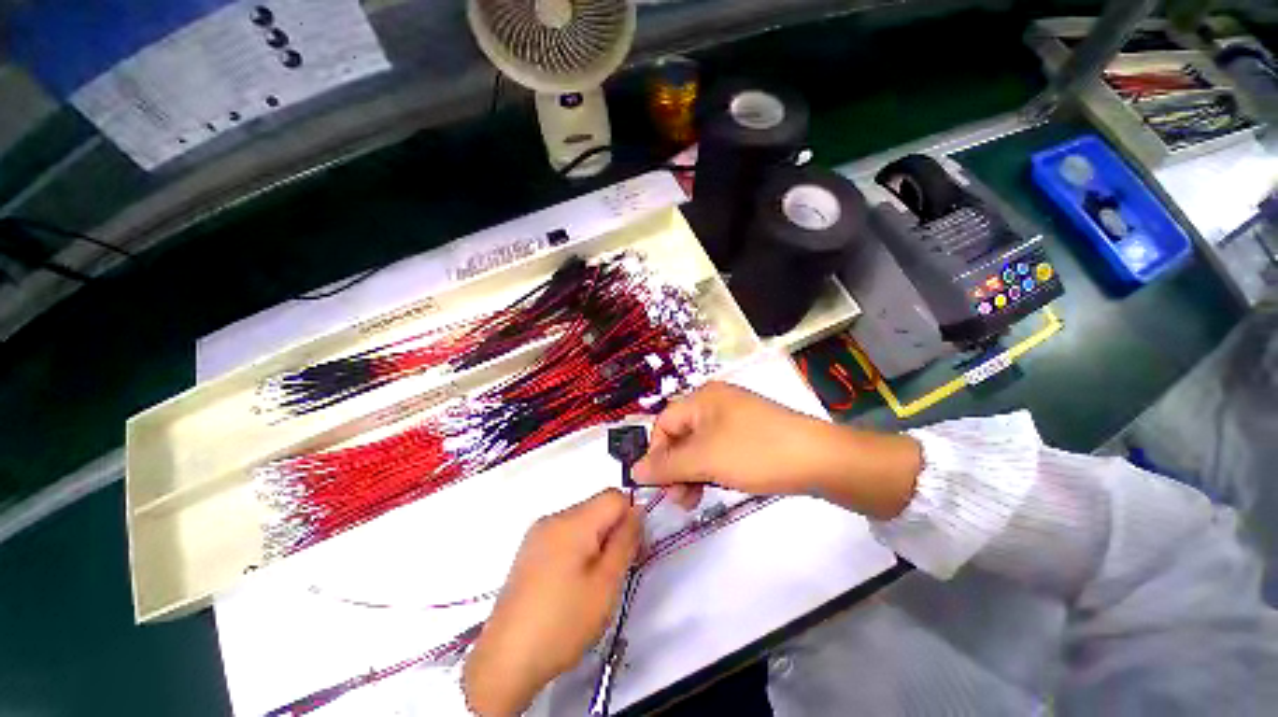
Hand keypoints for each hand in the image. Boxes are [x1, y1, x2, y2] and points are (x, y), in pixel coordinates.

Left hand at [463, 490, 641, 715]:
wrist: (505, 661)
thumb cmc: (563, 622)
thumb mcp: (606, 584)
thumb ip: (626, 540)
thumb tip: (636, 510)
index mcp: (572, 521)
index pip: (614, 496)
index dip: (629, 517)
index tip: (630, 550)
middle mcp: (553, 518)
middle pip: (597, 507)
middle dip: (613, 531)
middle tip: (613, 572)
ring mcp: (537, 533)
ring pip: (582, 522)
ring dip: (596, 541)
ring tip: (592, 582)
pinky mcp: (529, 550)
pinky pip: (564, 535)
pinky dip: (577, 549)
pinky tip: (571, 584)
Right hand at [632, 381, 921, 519]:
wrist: (820, 459)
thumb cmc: (755, 452)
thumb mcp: (705, 459)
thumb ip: (666, 465)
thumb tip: (634, 470)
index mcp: (702, 398)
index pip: (663, 423)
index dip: (656, 454)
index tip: (660, 485)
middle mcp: (716, 402)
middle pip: (681, 435)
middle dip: (676, 468)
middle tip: (681, 500)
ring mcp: (735, 417)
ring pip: (700, 446)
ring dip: (693, 472)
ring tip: (697, 499)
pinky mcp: (751, 433)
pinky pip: (720, 449)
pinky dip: (713, 468)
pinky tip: (720, 484)